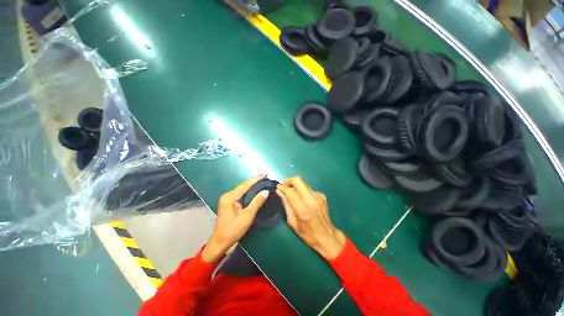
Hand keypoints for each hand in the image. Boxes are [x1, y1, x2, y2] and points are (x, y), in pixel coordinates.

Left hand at [201, 175, 268, 263]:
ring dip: (252, 186)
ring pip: (242, 190)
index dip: (256, 179)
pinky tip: (255, 191)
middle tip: (266, 178)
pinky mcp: (229, 203)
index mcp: (230, 197)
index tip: (266, 174)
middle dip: (255, 181)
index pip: (246, 184)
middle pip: (243, 186)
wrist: (220, 242)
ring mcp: (227, 199)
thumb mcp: (247, 216)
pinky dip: (249, 192)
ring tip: (263, 183)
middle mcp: (228, 195)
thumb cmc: (233, 230)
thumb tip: (266, 191)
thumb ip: (257, 202)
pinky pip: (241, 194)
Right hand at [276, 177, 345, 260]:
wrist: (327, 236)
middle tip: (284, 186)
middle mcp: (311, 199)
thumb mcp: (292, 221)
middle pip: (298, 180)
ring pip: (304, 183)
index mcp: (302, 209)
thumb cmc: (307, 233)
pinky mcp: (322, 195)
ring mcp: (318, 196)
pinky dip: (303, 191)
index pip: (290, 191)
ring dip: (296, 185)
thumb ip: (286, 204)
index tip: (278, 187)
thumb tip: (279, 192)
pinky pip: (309, 189)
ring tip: (292, 193)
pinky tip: (303, 199)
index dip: (282, 187)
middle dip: (289, 180)